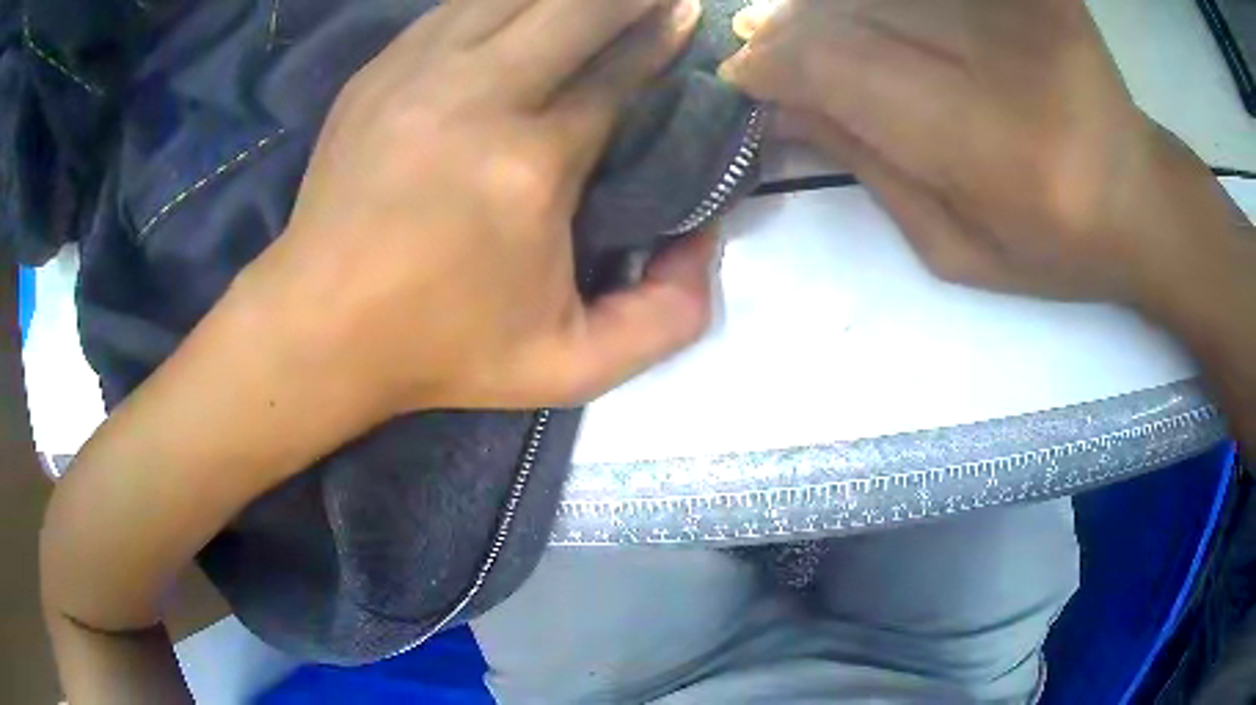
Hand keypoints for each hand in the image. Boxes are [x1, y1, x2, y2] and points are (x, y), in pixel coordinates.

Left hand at [241, 0, 714, 416]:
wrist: (318, 327)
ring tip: (599, 0)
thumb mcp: (569, 368)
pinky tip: (525, 9)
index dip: (662, 37)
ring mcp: (416, 73)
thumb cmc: (439, 350)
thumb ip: (665, 319)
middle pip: (571, 8)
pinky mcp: (378, 73)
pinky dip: (504, 0)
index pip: (617, 74)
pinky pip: (457, 8)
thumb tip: (707, 238)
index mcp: (529, 165)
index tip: (688, 18)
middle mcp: (476, 96)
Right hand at [721, 0, 1220, 306]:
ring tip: (799, 21)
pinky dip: (884, 2)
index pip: (842, 67)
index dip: (775, 63)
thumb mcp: (955, 247)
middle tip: (757, 39)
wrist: (1139, 198)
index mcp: (993, 146)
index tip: (743, 74)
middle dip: (789, 24)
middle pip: (854, 9)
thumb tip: (779, 108)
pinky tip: (868, 15)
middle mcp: (1010, 59)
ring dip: (826, 4)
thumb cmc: (1054, 247)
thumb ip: (868, 169)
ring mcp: (1026, 9)